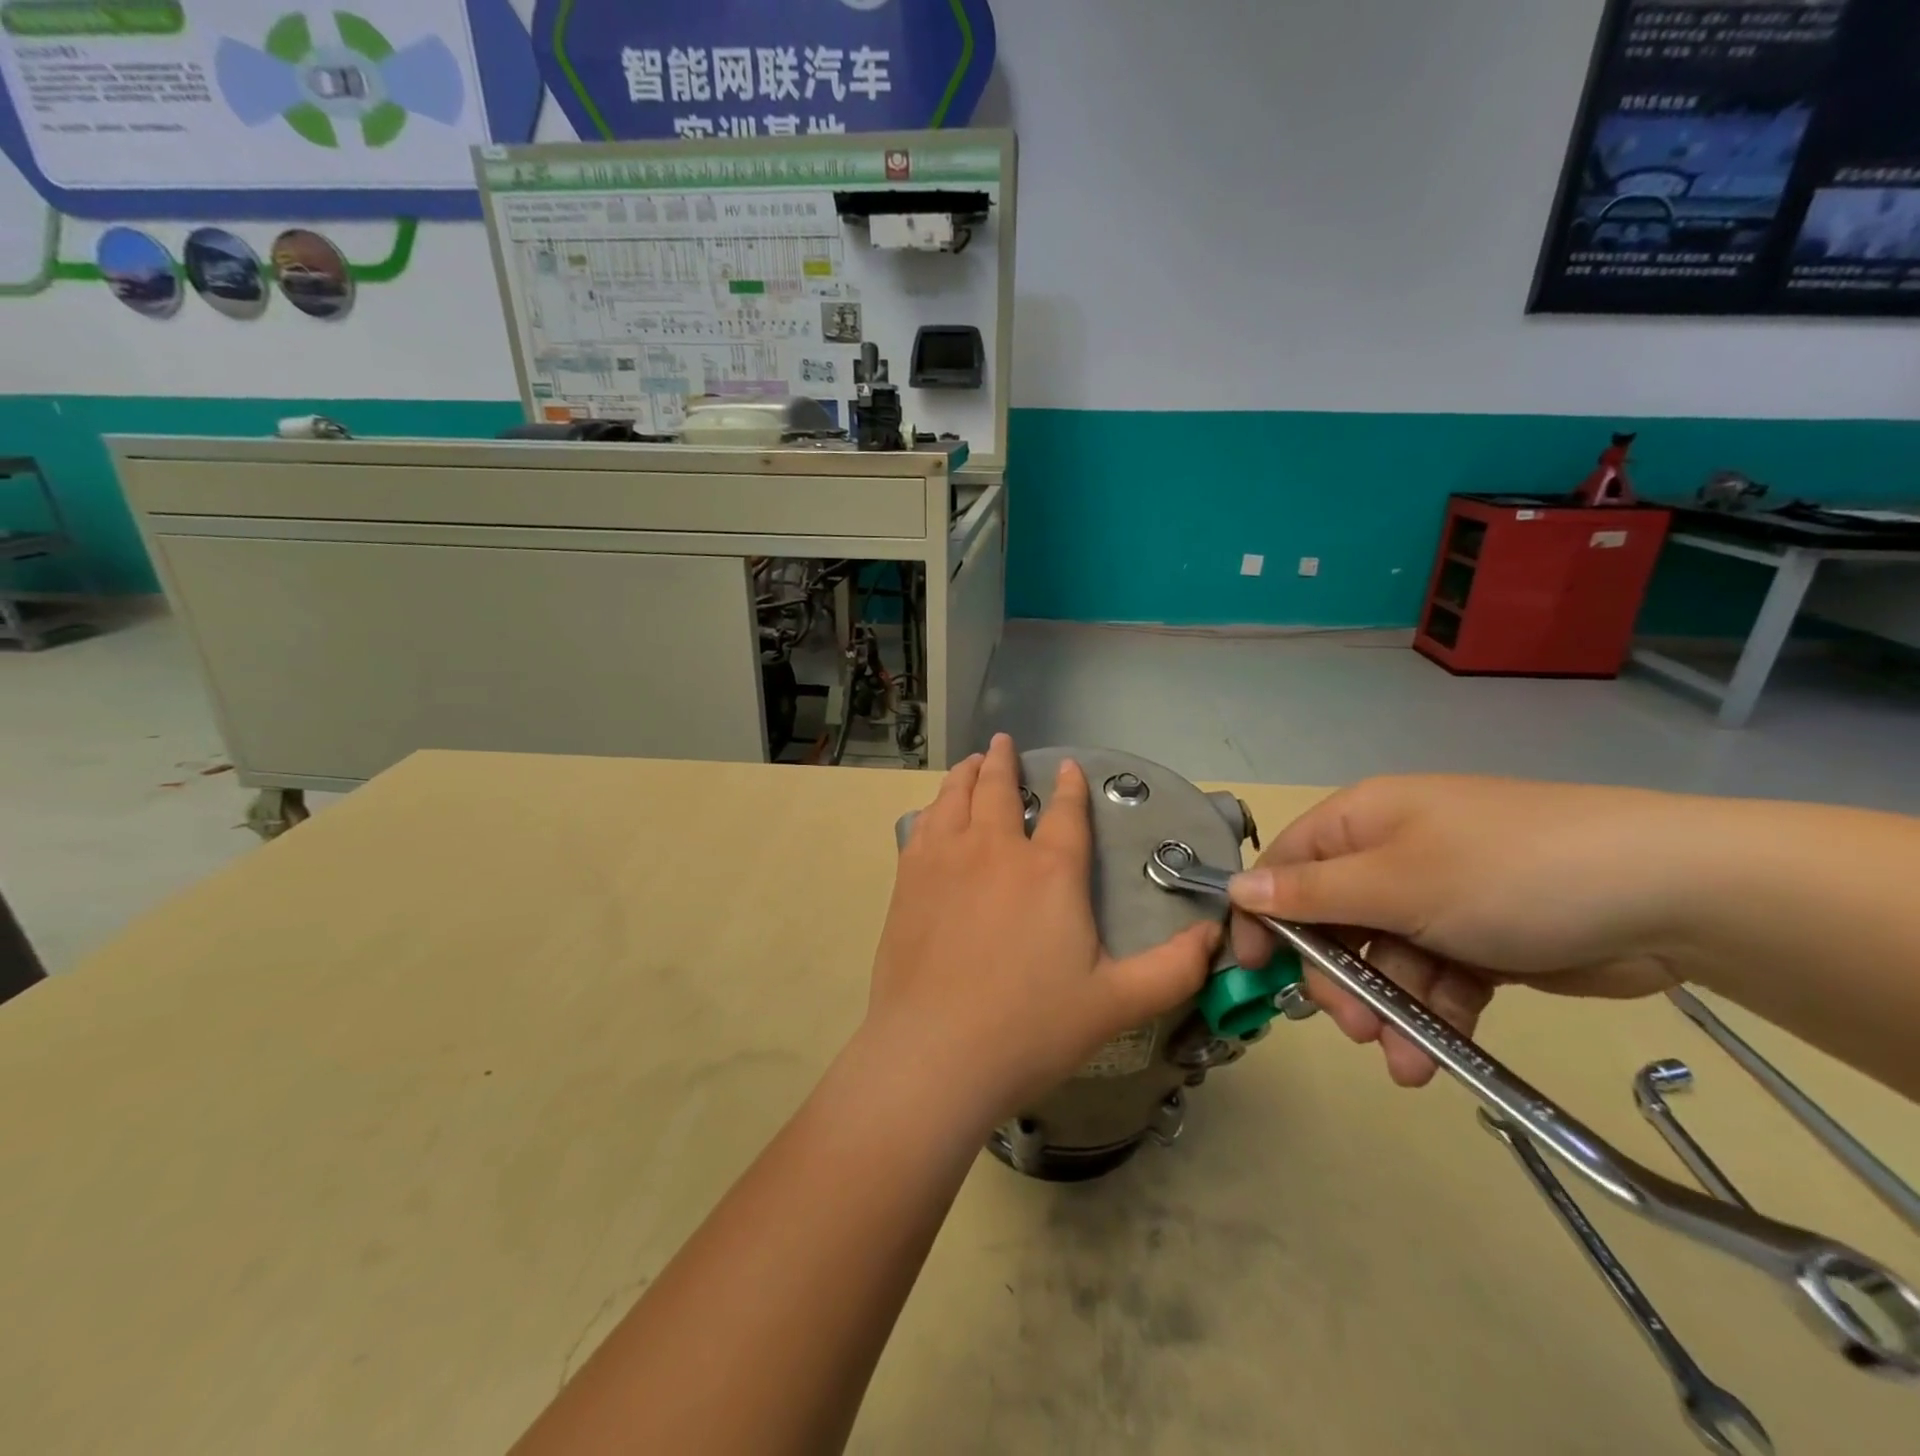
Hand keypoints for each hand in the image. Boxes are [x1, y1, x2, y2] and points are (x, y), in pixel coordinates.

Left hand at [866, 734, 1218, 1125]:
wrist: (935, 1053)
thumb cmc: (1031, 1028)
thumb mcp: (1118, 1003)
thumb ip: (1173, 967)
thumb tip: (1216, 933)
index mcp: (1050, 872)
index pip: (1067, 812)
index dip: (1070, 785)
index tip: (1067, 765)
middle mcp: (996, 850)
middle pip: (999, 788)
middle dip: (1004, 762)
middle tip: (1003, 743)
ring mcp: (946, 859)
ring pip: (956, 796)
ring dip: (966, 773)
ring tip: (972, 763)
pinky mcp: (909, 878)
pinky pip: (923, 825)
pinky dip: (935, 806)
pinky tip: (936, 811)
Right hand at [1228, 776, 1695, 1086]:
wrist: (1670, 895)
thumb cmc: (1505, 872)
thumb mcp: (1395, 882)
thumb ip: (1310, 894)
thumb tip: (1234, 889)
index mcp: (1362, 823)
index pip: (1285, 867)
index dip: (1263, 916)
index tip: (1252, 970)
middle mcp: (1391, 855)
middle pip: (1332, 920)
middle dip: (1338, 978)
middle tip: (1351, 1025)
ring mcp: (1437, 897)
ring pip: (1384, 960)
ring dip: (1387, 1010)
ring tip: (1404, 1061)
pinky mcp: (1481, 939)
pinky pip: (1434, 979)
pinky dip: (1433, 1017)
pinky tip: (1439, 1057)